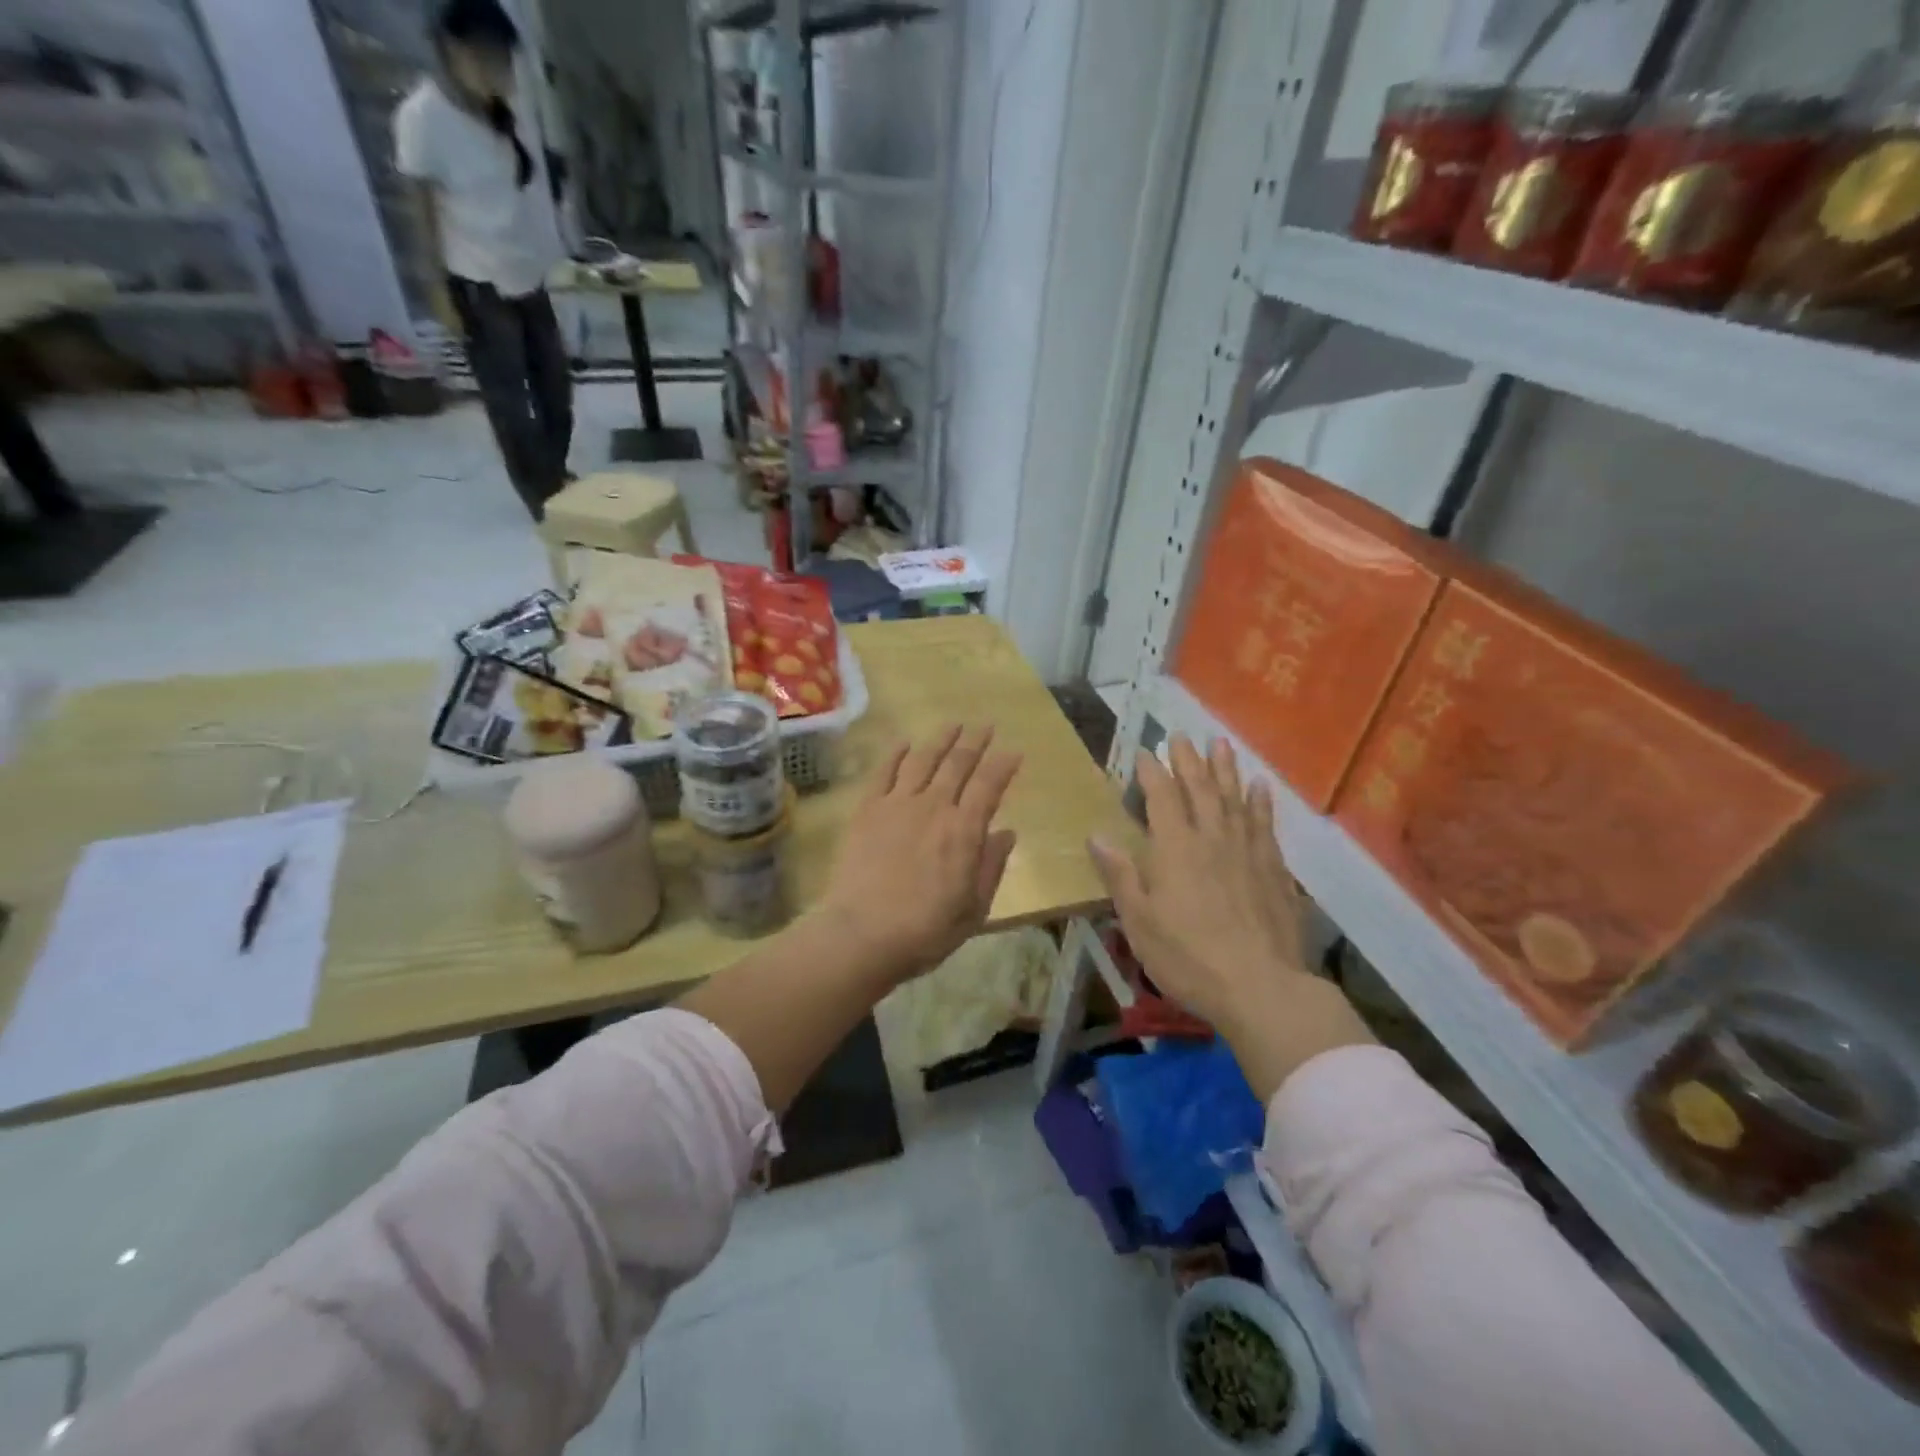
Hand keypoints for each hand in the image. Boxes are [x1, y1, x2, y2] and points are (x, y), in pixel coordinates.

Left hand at [819, 725, 1020, 983]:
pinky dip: (896, 754)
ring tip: (953, 724)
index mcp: (965, 830)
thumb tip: (1006, 833)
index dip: (1003, 765)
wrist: (862, 933)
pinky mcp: (867, 810)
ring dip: (940, 739)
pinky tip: (905, 743)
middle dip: (975, 742)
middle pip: (958, 764)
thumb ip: (991, 866)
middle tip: (985, 725)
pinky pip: (884, 772)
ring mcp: (897, 804)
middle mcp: (934, 806)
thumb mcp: (974, 908)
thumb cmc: (926, 929)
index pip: (990, 785)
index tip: (1013, 750)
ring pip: (923, 760)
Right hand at [1089, 736, 1370, 1098]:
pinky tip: (1260, 788)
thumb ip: (1120, 875)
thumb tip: (1096, 835)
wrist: (1261, 987)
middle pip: (1200, 788)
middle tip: (1181, 736)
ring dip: (1226, 769)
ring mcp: (1247, 851)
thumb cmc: (1188, 957)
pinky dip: (1260, 802)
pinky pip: (1265, 825)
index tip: (1145, 751)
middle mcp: (1212, 838)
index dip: (1152, 772)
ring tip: (1220, 743)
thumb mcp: (1139, 921)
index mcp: (1175, 848)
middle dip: (1188, 760)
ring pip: (1235, 799)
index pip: (1162, 797)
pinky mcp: (1274, 869)